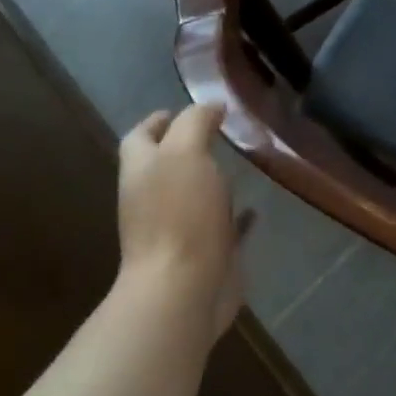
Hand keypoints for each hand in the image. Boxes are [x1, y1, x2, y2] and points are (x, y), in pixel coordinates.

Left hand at [116, 105, 245, 339]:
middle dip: (187, 148)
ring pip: (194, 196)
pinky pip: (222, 227)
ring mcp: (179, 229)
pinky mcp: (206, 253)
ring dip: (211, 181)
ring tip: (240, 163)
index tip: (181, 109)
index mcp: (142, 172)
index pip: (139, 137)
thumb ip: (196, 123)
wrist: (184, 290)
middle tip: (220, 132)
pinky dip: (236, 216)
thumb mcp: (186, 153)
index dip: (156, 120)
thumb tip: (211, 105)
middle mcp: (154, 199)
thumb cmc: (180, 215)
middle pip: (165, 166)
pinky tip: (256, 208)